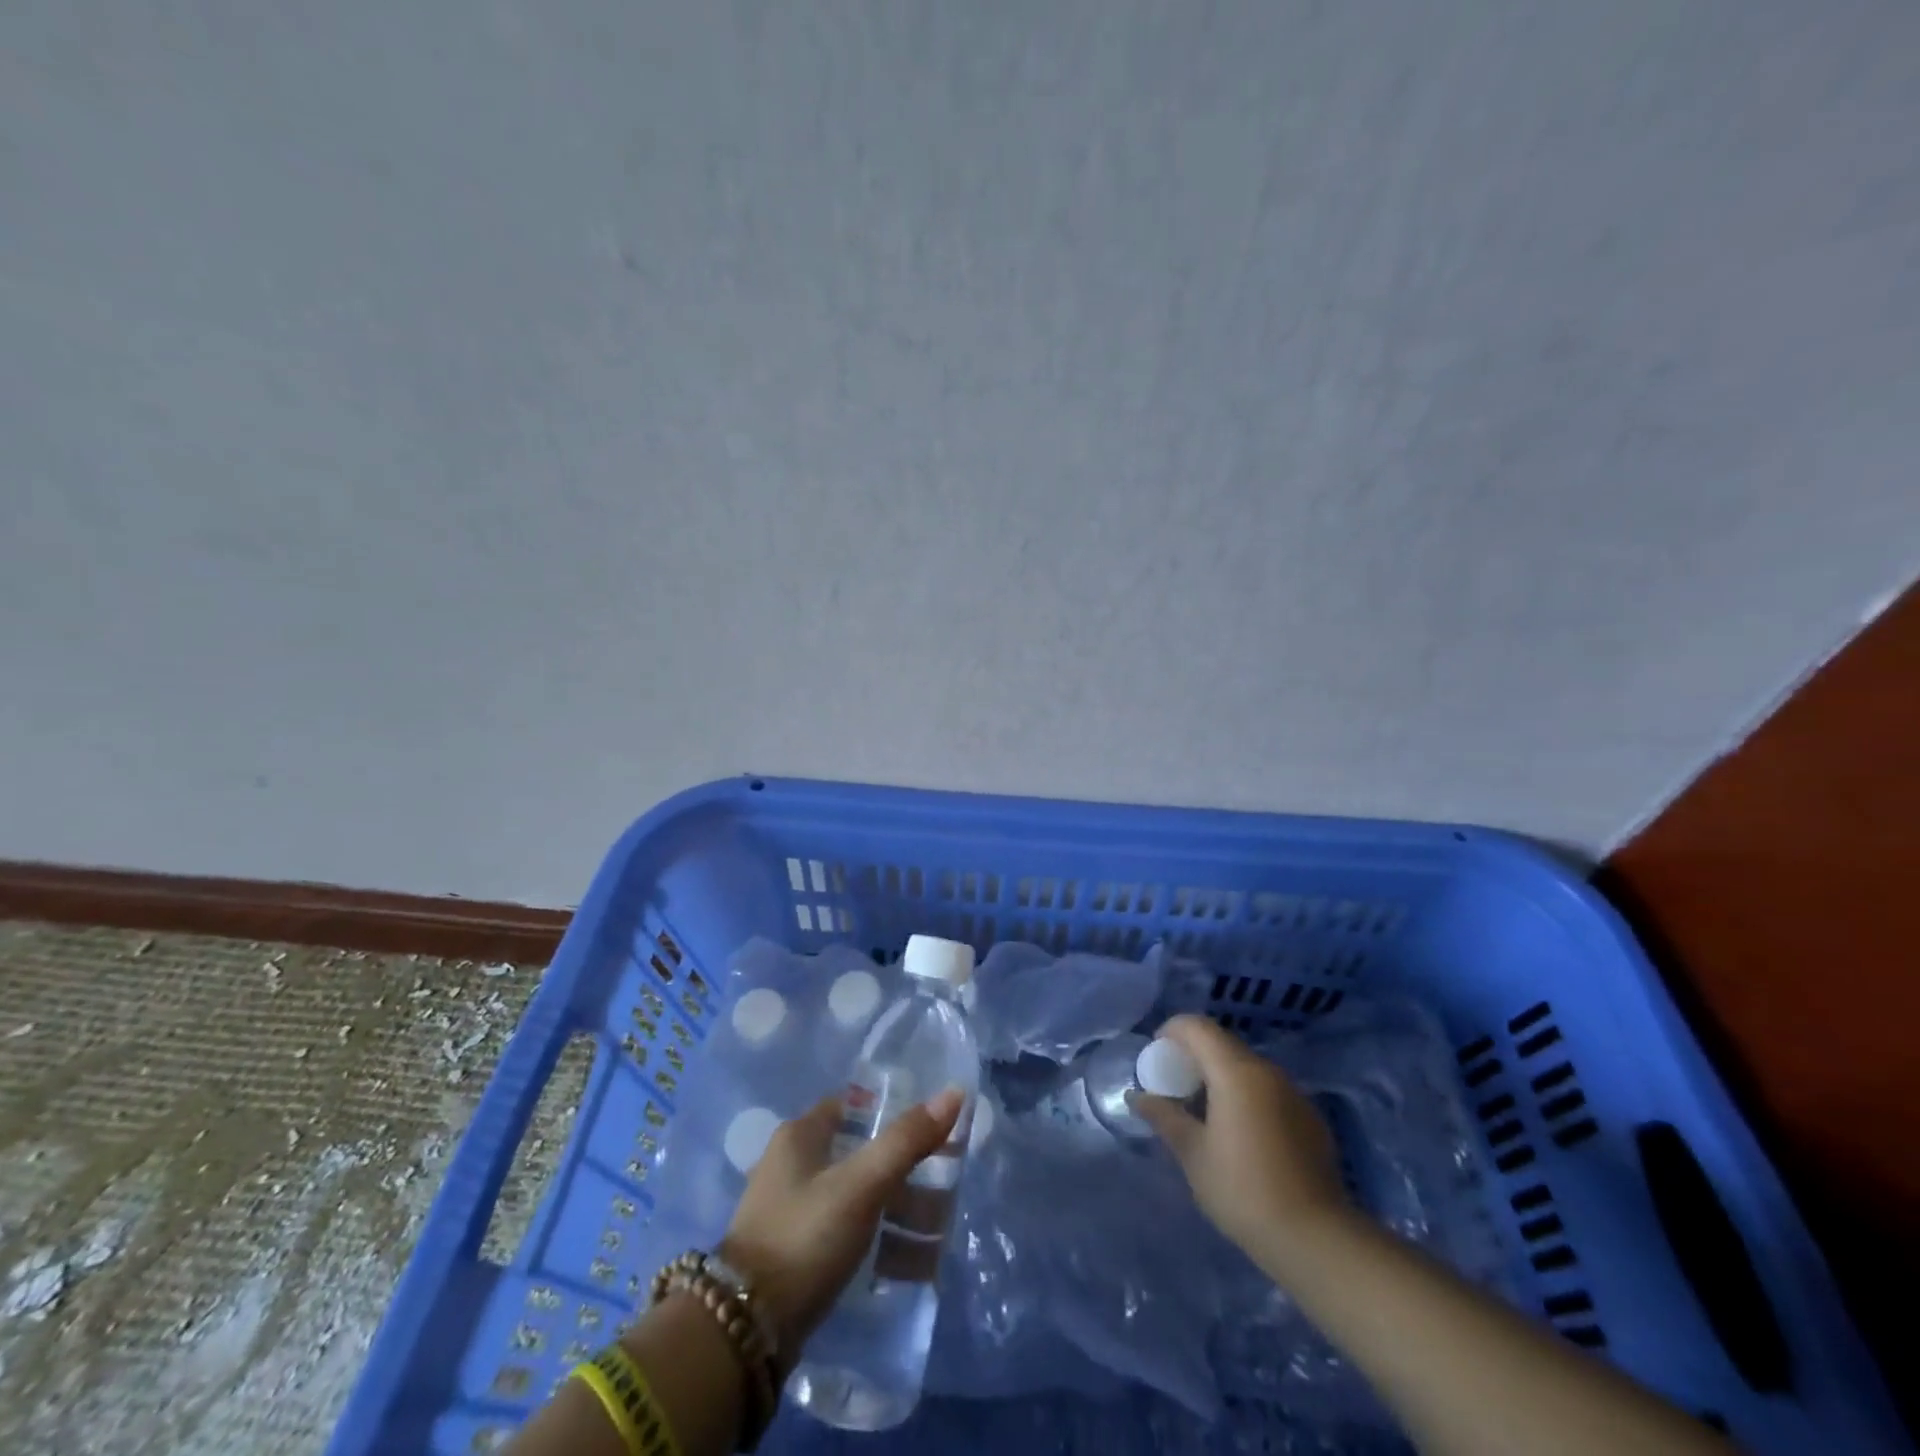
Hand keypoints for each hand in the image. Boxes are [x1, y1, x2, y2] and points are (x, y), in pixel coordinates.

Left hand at [719, 1088, 964, 1358]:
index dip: (890, 1114)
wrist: (745, 1330)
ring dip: (897, 1212)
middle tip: (944, 1186)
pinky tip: (910, 1264)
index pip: (853, 1108)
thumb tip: (954, 1092)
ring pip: (857, 1199)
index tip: (930, 1130)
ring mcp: (792, 1212)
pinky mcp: (796, 1255)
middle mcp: (792, 1166)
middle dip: (904, 1171)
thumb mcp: (861, 1184)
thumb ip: (906, 1140)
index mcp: (799, 1137)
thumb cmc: (805, 1236)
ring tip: (938, 1233)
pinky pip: (847, 1236)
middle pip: (859, 1155)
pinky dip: (878, 1242)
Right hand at [1131, 1014, 1348, 1272]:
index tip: (1157, 1058)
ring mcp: (1294, 1094)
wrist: (1316, 1239)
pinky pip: (1268, 1091)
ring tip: (1205, 1114)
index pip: (1197, 1027)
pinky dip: (1246, 1097)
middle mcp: (1268, 1071)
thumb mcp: (1193, 1154)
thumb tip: (1136, 1096)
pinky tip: (1241, 1136)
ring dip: (1221, 1077)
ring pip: (1247, 1068)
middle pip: (1223, 1044)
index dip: (1171, 1032)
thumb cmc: (1243, 1190)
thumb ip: (1164, 1117)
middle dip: (1194, 1056)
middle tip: (1175, 1088)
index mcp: (1236, 1072)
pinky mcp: (1310, 1119)